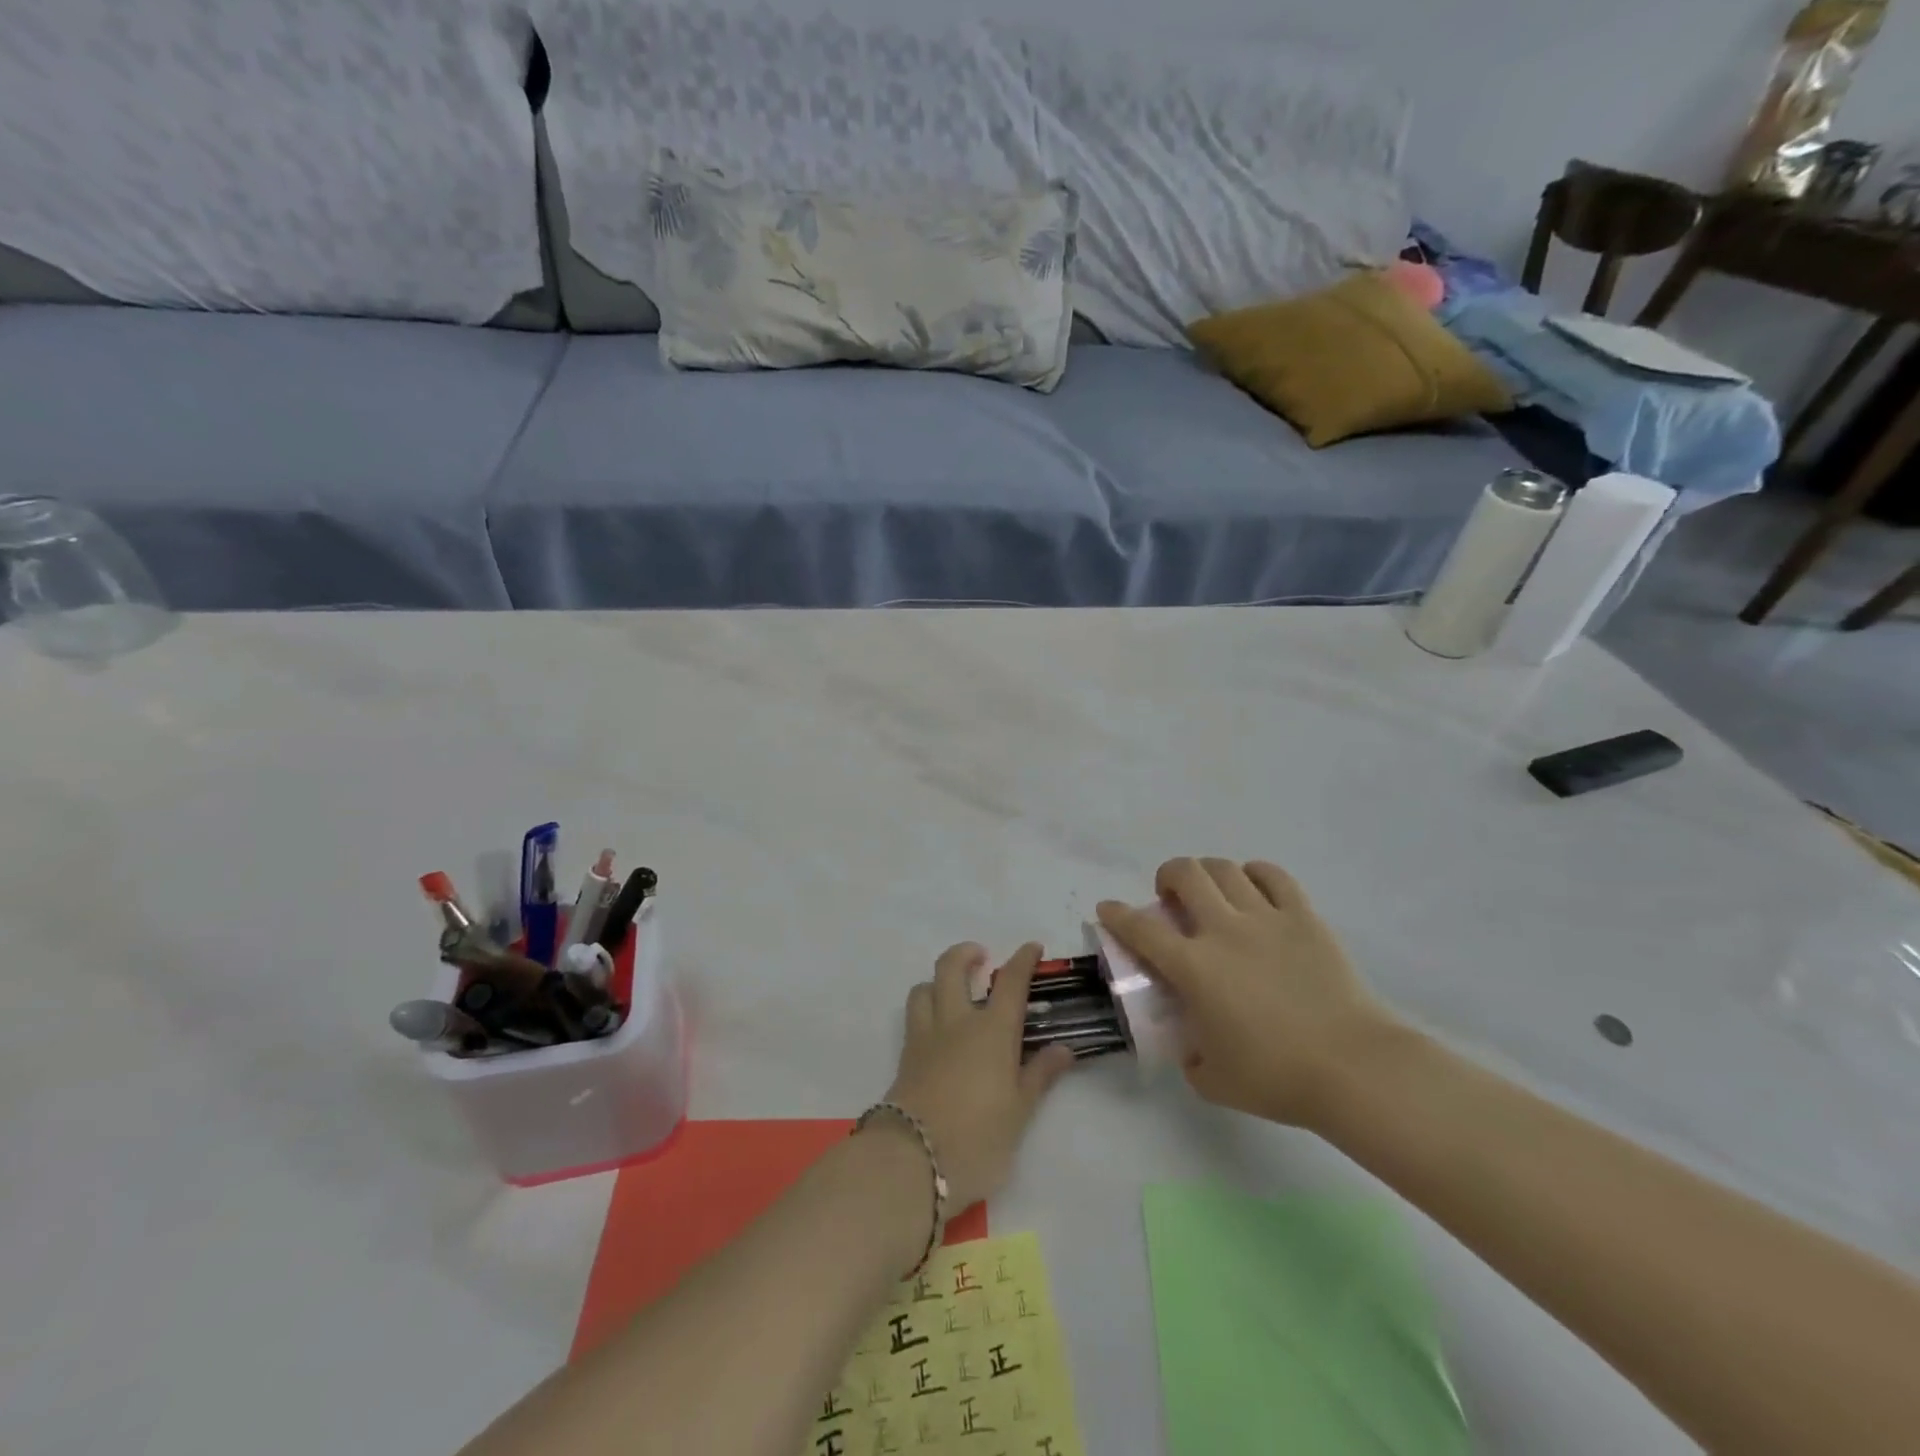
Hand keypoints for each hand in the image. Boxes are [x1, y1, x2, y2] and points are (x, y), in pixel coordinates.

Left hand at [883, 942, 1075, 1212]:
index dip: (1023, 960)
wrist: (913, 1160)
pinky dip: (925, 1008)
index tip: (1032, 948)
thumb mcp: (1019, 1111)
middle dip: (966, 953)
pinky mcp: (905, 1056)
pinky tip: (936, 1029)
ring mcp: (925, 1036)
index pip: (1010, 982)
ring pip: (924, 987)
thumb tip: (1063, 1049)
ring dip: (938, 980)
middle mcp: (956, 1021)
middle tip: (981, 958)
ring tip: (952, 992)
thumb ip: (1039, 1075)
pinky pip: (913, 1016)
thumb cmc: (978, 1137)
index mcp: (992, 1030)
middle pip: (952, 967)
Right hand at [1097, 857, 1400, 1128]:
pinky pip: (1273, 876)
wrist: (1353, 1069)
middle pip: (1185, 874)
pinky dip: (1255, 874)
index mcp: (1194, 967)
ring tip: (1212, 892)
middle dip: (1167, 876)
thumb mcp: (1214, 1080)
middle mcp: (1224, 930)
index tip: (1108, 909)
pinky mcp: (1304, 917)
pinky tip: (1253, 888)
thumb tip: (1192, 1048)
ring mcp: (1266, 918)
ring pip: (1225, 869)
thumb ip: (1192, 1058)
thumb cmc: (1277, 1077)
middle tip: (1171, 898)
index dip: (1117, 915)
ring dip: (1208, 873)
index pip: (1141, 929)